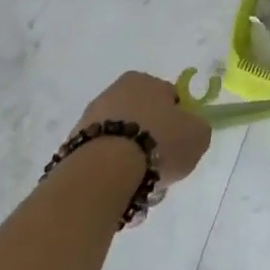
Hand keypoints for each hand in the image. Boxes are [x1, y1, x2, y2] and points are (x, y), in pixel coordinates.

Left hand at [72, 72, 210, 187]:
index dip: (178, 121)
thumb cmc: (157, 142)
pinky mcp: (71, 148)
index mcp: (143, 80)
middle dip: (152, 141)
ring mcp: (88, 120)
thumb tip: (189, 131)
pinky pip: (102, 160)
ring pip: (121, 142)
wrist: (104, 172)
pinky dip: (111, 173)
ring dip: (132, 160)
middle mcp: (113, 92)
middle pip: (143, 119)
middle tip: (161, 166)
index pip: (168, 97)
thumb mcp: (198, 134)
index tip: (180, 143)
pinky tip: (120, 190)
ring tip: (140, 186)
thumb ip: (197, 128)